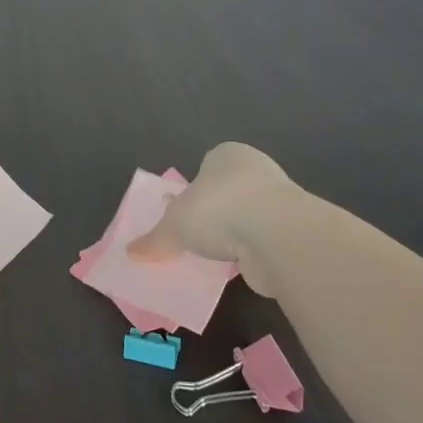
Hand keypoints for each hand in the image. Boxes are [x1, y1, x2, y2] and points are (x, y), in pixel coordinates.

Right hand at [129, 142, 295, 296]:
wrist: (277, 235)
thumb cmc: (218, 210)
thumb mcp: (174, 225)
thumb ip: (155, 238)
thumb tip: (131, 251)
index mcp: (227, 154)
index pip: (206, 167)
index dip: (192, 191)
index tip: (182, 215)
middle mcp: (255, 169)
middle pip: (227, 192)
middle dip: (213, 214)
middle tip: (194, 238)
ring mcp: (278, 199)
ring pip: (247, 217)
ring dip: (234, 235)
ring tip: (213, 258)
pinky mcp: (292, 230)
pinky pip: (262, 240)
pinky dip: (250, 253)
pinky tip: (237, 267)